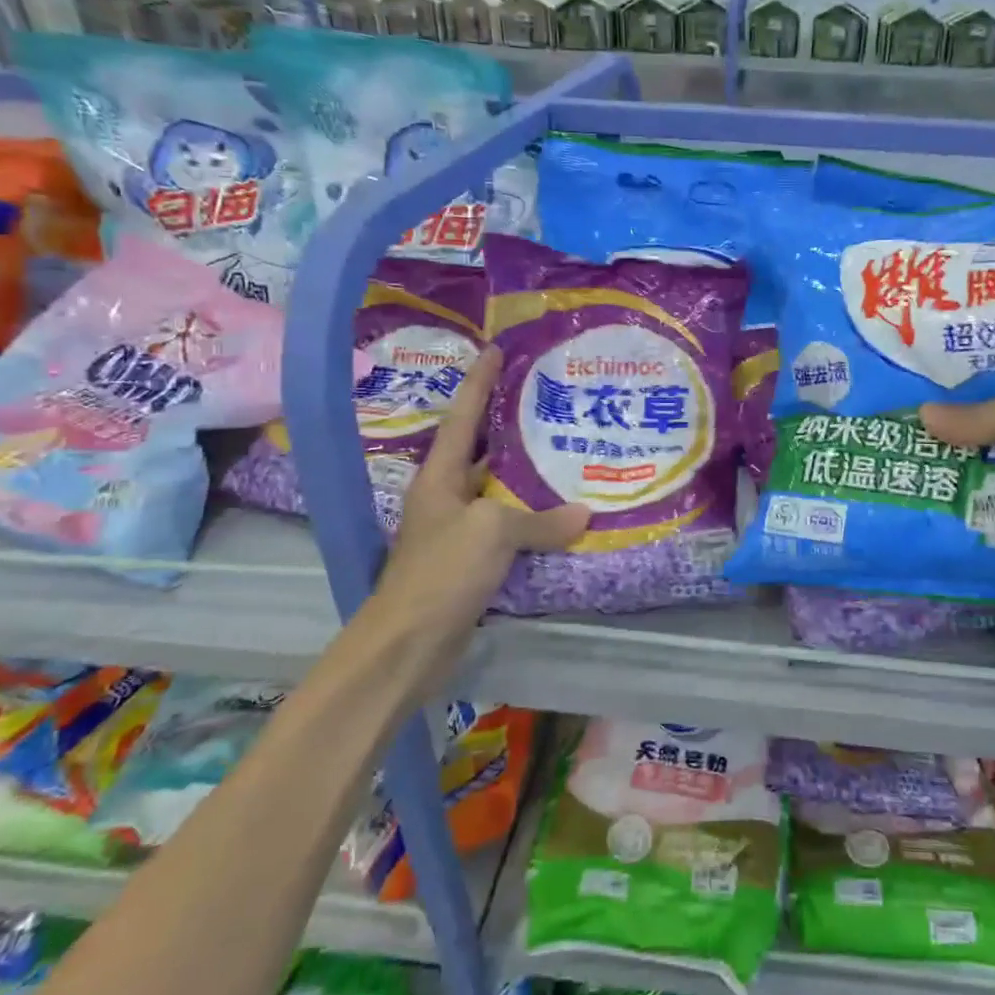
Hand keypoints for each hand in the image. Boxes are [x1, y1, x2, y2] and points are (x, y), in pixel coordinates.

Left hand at [374, 347, 590, 632]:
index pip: (462, 418)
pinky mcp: (471, 564)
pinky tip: (564, 516)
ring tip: (566, 452)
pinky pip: (509, 530)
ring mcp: (458, 532)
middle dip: (509, 425)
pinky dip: (534, 521)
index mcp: (439, 477)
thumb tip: (584, 515)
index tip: (496, 349)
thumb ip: (540, 520)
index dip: (479, 383)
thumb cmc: (443, 572)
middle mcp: (446, 497)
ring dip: (528, 476)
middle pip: (480, 451)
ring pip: (498, 492)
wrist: (409, 644)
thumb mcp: (493, 532)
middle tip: (548, 400)